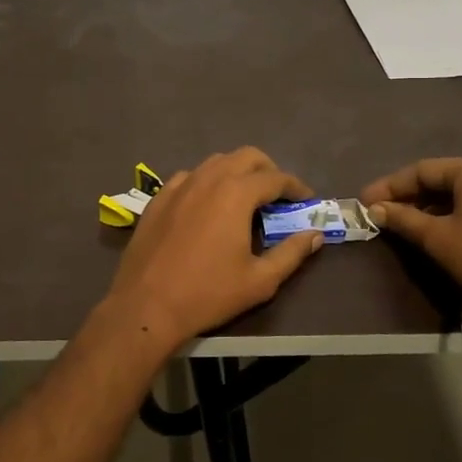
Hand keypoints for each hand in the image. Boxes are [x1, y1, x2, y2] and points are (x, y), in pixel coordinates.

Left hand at [104, 148, 323, 347]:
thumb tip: (314, 234)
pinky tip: (208, 206)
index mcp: (236, 193)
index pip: (275, 178)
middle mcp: (208, 179)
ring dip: (237, 172)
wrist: (146, 305)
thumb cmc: (208, 293)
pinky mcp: (158, 198)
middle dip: (268, 170)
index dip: (296, 187)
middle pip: (246, 156)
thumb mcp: (260, 280)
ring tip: (245, 199)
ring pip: (216, 162)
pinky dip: (208, 182)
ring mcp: (179, 185)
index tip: (307, 200)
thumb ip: (291, 253)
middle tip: (278, 196)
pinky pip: (190, 177)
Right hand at [359, 157, 461, 293]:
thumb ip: (402, 219)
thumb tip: (375, 210)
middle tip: (381, 212)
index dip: (389, 186)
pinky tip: (433, 230)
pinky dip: (449, 215)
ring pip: (458, 194)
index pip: (422, 170)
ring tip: (402, 223)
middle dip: (408, 196)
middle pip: (441, 179)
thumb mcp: (435, 236)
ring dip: (428, 207)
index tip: (365, 202)